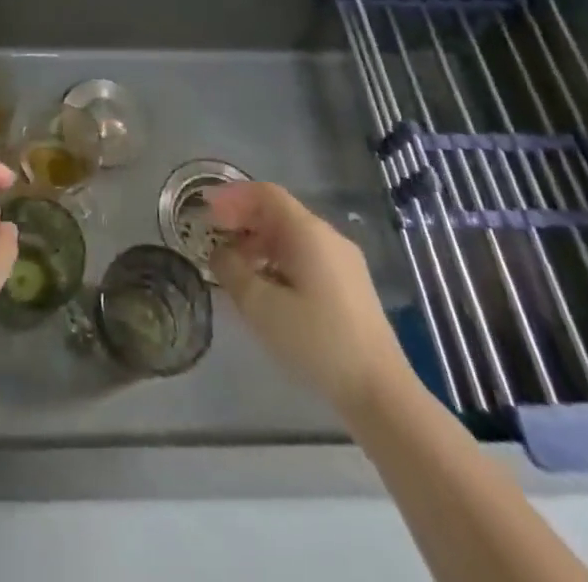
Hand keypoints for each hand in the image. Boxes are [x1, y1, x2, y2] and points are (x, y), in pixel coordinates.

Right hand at [205, 182, 412, 415]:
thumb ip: (232, 271)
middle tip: (214, 236)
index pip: (265, 194)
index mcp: (308, 232)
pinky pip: (306, 256)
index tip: (205, 209)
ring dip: (259, 242)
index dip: (232, 196)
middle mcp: (328, 237)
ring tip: (234, 266)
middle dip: (243, 219)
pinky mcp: (350, 287)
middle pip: (279, 212)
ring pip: (292, 236)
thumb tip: (219, 252)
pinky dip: (278, 259)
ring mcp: (344, 262)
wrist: (381, 393)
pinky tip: (266, 287)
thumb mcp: (261, 306)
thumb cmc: (317, 342)